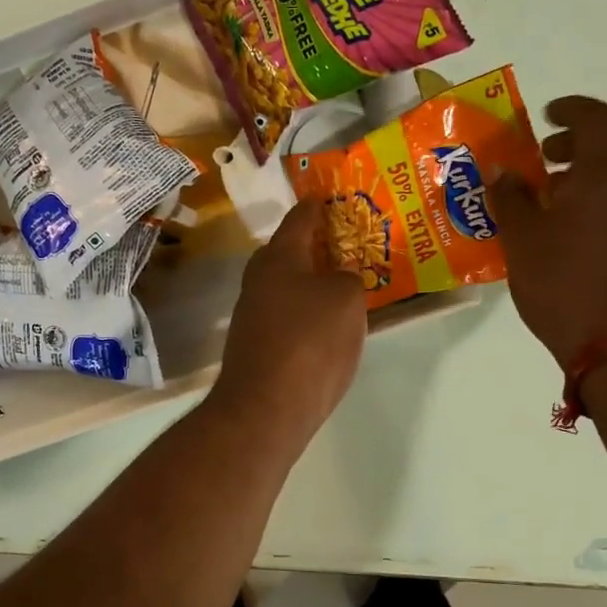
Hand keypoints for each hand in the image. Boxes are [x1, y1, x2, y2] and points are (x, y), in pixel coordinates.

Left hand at [210, 198, 366, 447]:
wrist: (266, 408)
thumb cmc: (309, 342)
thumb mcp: (346, 299)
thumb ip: (348, 277)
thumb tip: (340, 277)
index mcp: (277, 256)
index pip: (300, 217)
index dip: (319, 205)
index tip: (335, 198)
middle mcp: (258, 279)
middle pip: (291, 252)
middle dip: (320, 247)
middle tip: (353, 246)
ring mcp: (253, 314)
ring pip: (289, 286)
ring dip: (315, 282)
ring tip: (349, 285)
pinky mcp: (257, 346)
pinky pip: (288, 316)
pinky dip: (308, 313)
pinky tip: (329, 326)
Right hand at [490, 96, 606, 371]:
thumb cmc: (564, 283)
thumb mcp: (522, 240)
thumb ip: (510, 198)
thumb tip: (500, 170)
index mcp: (605, 173)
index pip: (596, 119)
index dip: (571, 110)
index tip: (545, 115)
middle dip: (582, 139)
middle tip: (546, 154)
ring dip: (588, 170)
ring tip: (548, 194)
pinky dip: (597, 196)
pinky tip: (565, 227)